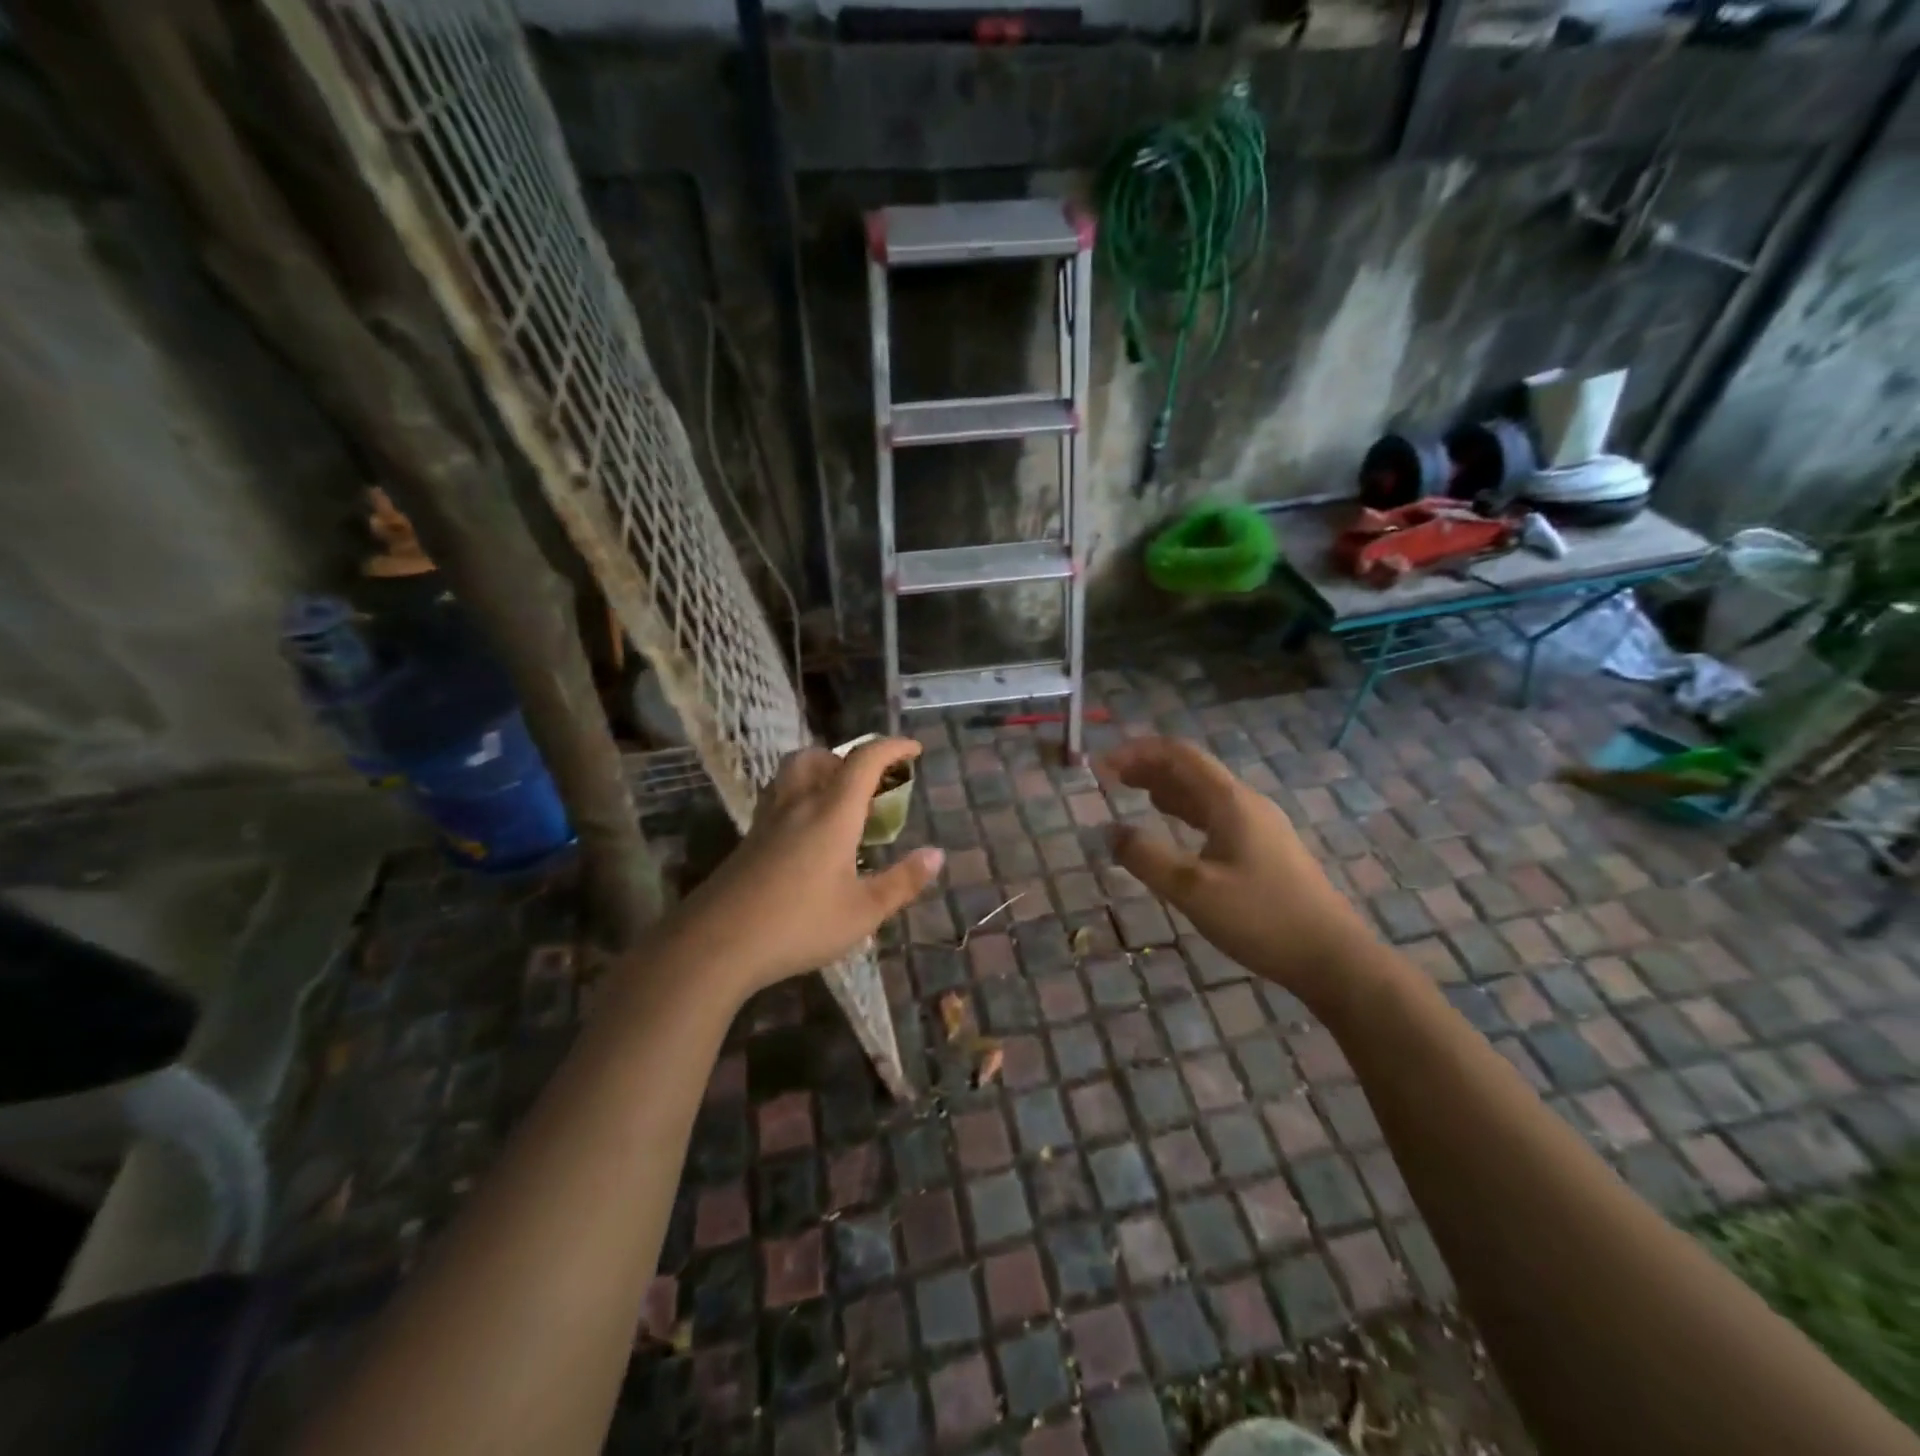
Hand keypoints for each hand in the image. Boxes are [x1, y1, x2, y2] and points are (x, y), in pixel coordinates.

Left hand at [667, 737, 944, 995]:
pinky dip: (800, 797)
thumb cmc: (799, 925)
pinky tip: (808, 834)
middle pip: (819, 756)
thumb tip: (937, 855)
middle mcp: (798, 804)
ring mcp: (767, 820)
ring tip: (840, 802)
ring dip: (820, 772)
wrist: (716, 944)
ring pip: (792, 773)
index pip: (864, 761)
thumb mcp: (863, 911)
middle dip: (849, 758)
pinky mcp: (749, 840)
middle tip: (870, 784)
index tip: (914, 749)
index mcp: (832, 812)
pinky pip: (779, 798)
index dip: (892, 747)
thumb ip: (902, 882)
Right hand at [1098, 737, 1375, 1008]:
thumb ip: (1147, 858)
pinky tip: (1173, 824)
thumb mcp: (1193, 890)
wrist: (1332, 957)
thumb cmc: (1261, 918)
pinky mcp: (1264, 848)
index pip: (1179, 755)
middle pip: (1191, 768)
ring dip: (1166, 786)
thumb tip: (1110, 832)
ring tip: (1132, 792)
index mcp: (1230, 802)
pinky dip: (1184, 809)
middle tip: (1110, 777)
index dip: (1137, 752)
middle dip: (1148, 765)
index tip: (1101, 766)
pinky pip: (1215, 813)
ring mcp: (1258, 825)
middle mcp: (1245, 803)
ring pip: (1203, 792)